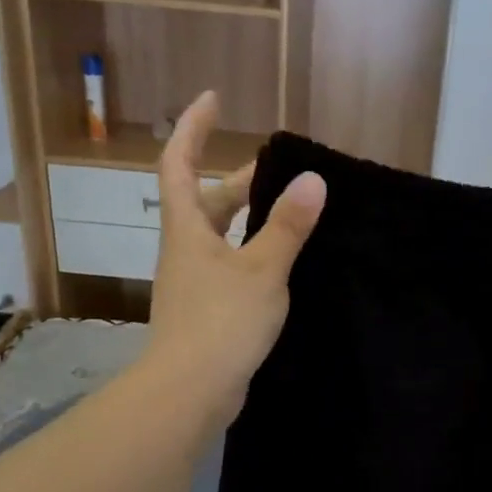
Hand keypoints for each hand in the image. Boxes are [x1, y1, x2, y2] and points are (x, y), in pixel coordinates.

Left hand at [146, 92, 325, 424]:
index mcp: (187, 230)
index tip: (212, 99)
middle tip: (279, 172)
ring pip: (220, 238)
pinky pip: (229, 268)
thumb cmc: (221, 323)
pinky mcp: (206, 312)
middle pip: (205, 202)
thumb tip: (312, 179)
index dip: (193, 128)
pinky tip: (281, 267)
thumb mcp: (262, 271)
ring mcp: (193, 283)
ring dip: (249, 221)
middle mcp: (185, 251)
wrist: (190, 392)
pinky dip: (252, 256)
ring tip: (290, 214)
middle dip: (238, 181)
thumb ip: (287, 226)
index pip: (179, 163)